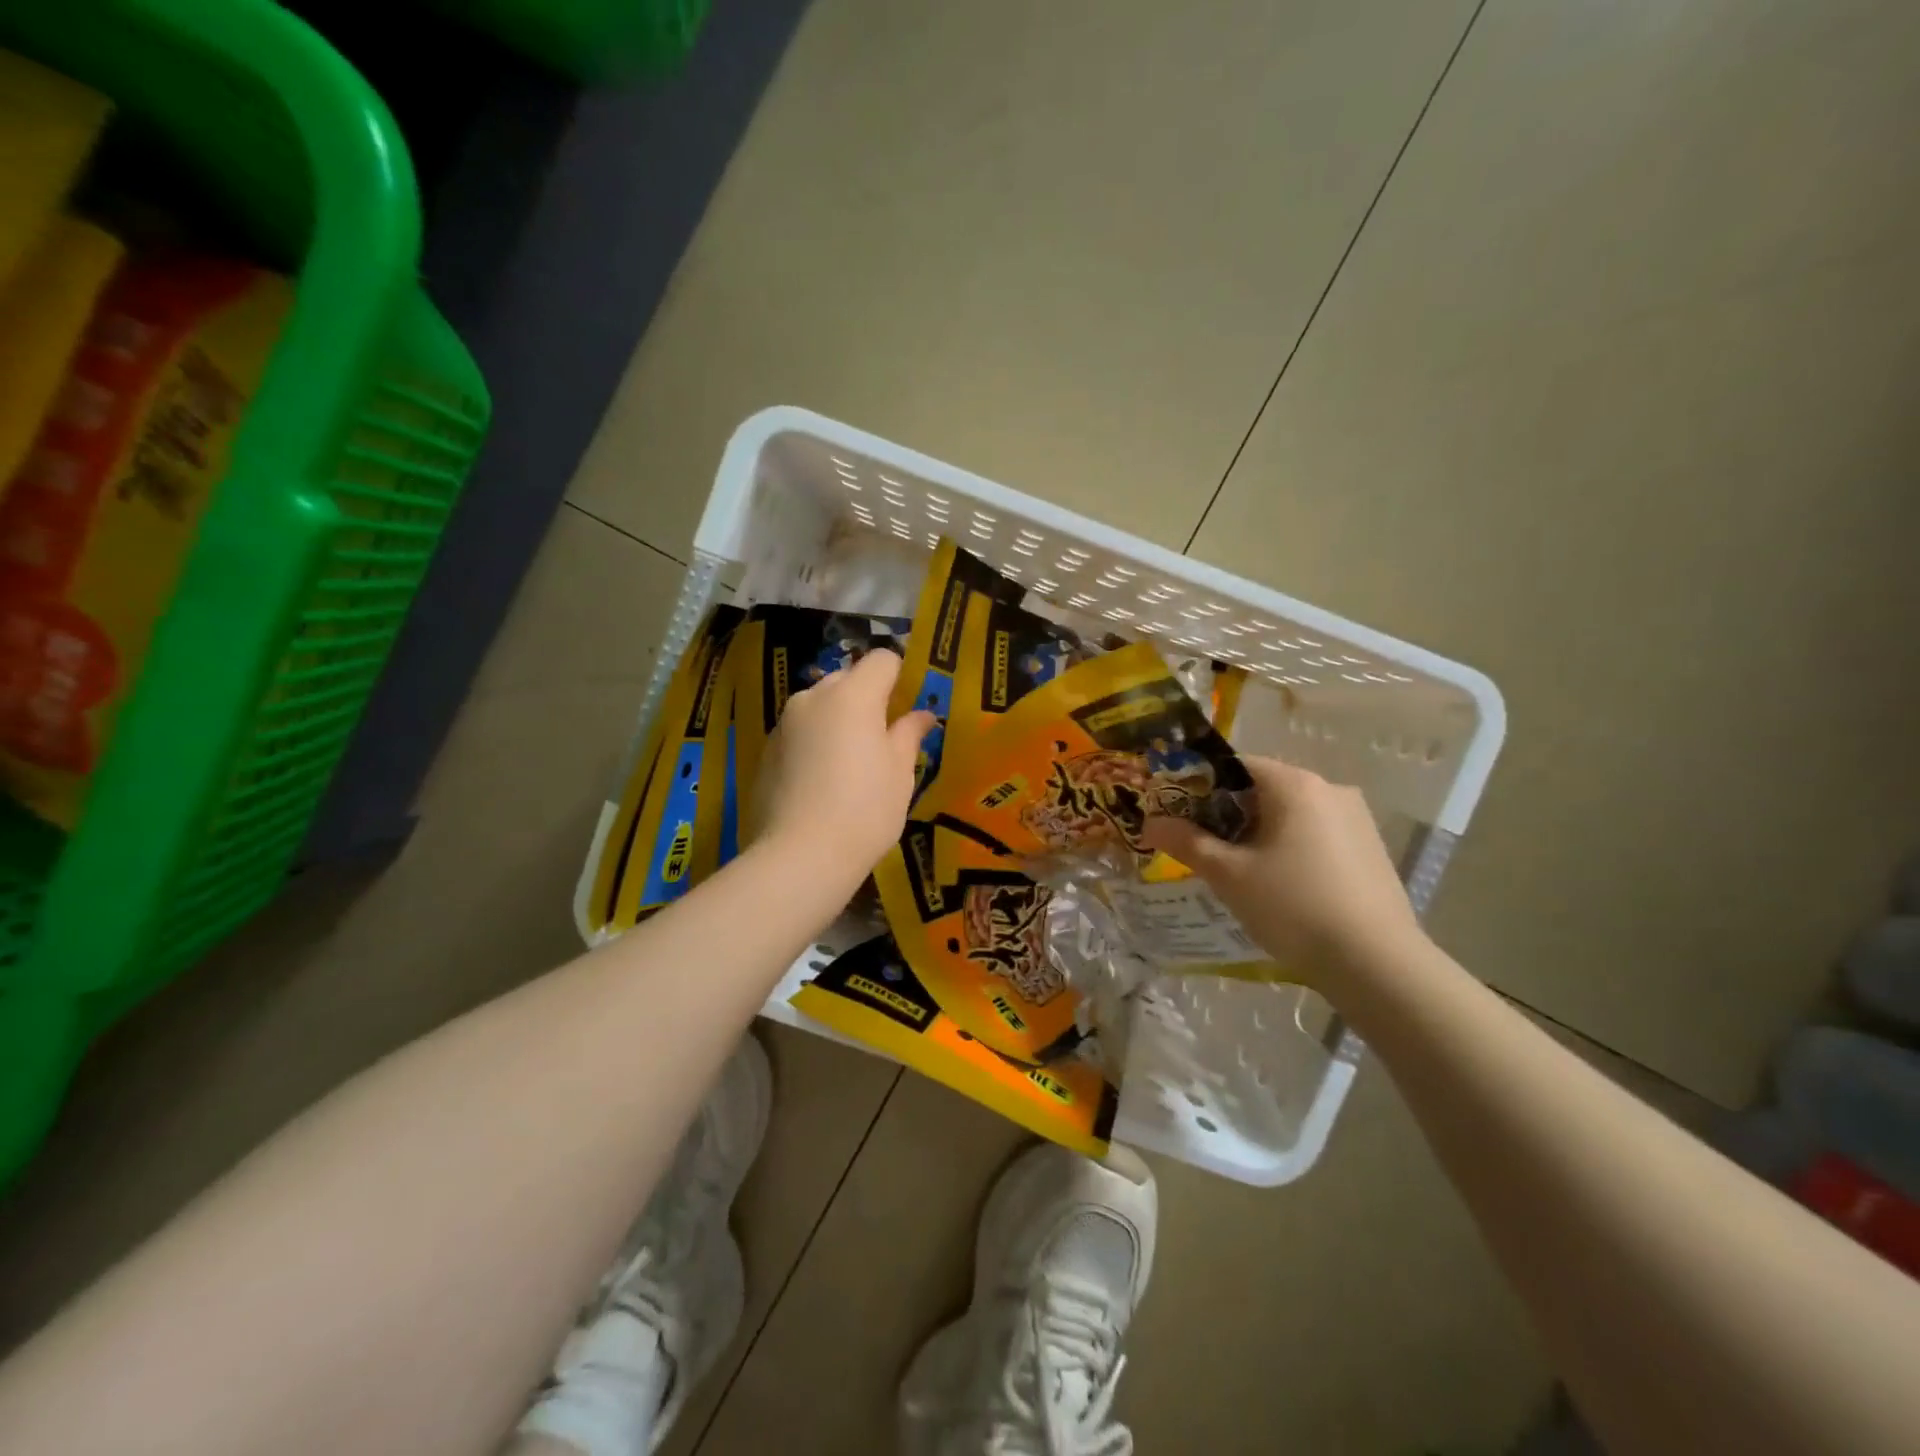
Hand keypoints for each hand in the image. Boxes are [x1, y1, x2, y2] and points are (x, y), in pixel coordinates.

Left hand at [752, 648, 935, 877]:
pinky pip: (799, 731)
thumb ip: (909, 734)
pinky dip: (814, 741)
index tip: (908, 706)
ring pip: (820, 704)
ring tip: (850, 761)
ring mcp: (784, 723)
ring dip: (838, 719)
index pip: (882, 660)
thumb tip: (922, 715)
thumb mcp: (900, 773)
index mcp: (852, 696)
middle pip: (847, 678)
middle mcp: (813, 697)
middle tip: (883, 737)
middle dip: (867, 697)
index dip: (900, 677)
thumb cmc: (865, 810)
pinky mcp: (766, 749)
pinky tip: (821, 780)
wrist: (800, 856)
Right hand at [1141, 756, 1422, 984]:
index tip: (1179, 816)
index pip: (1235, 766)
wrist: (1376, 964)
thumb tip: (1151, 823)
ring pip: (1291, 814)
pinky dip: (1290, 848)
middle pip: (1263, 789)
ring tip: (1239, 872)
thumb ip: (1187, 842)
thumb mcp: (1229, 875)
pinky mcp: (1371, 849)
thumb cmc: (1293, 907)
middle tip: (1202, 848)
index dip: (1199, 787)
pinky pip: (1316, 835)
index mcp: (1294, 784)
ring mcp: (1356, 819)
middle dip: (1228, 814)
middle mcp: (1330, 789)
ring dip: (1259, 833)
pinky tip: (1280, 886)